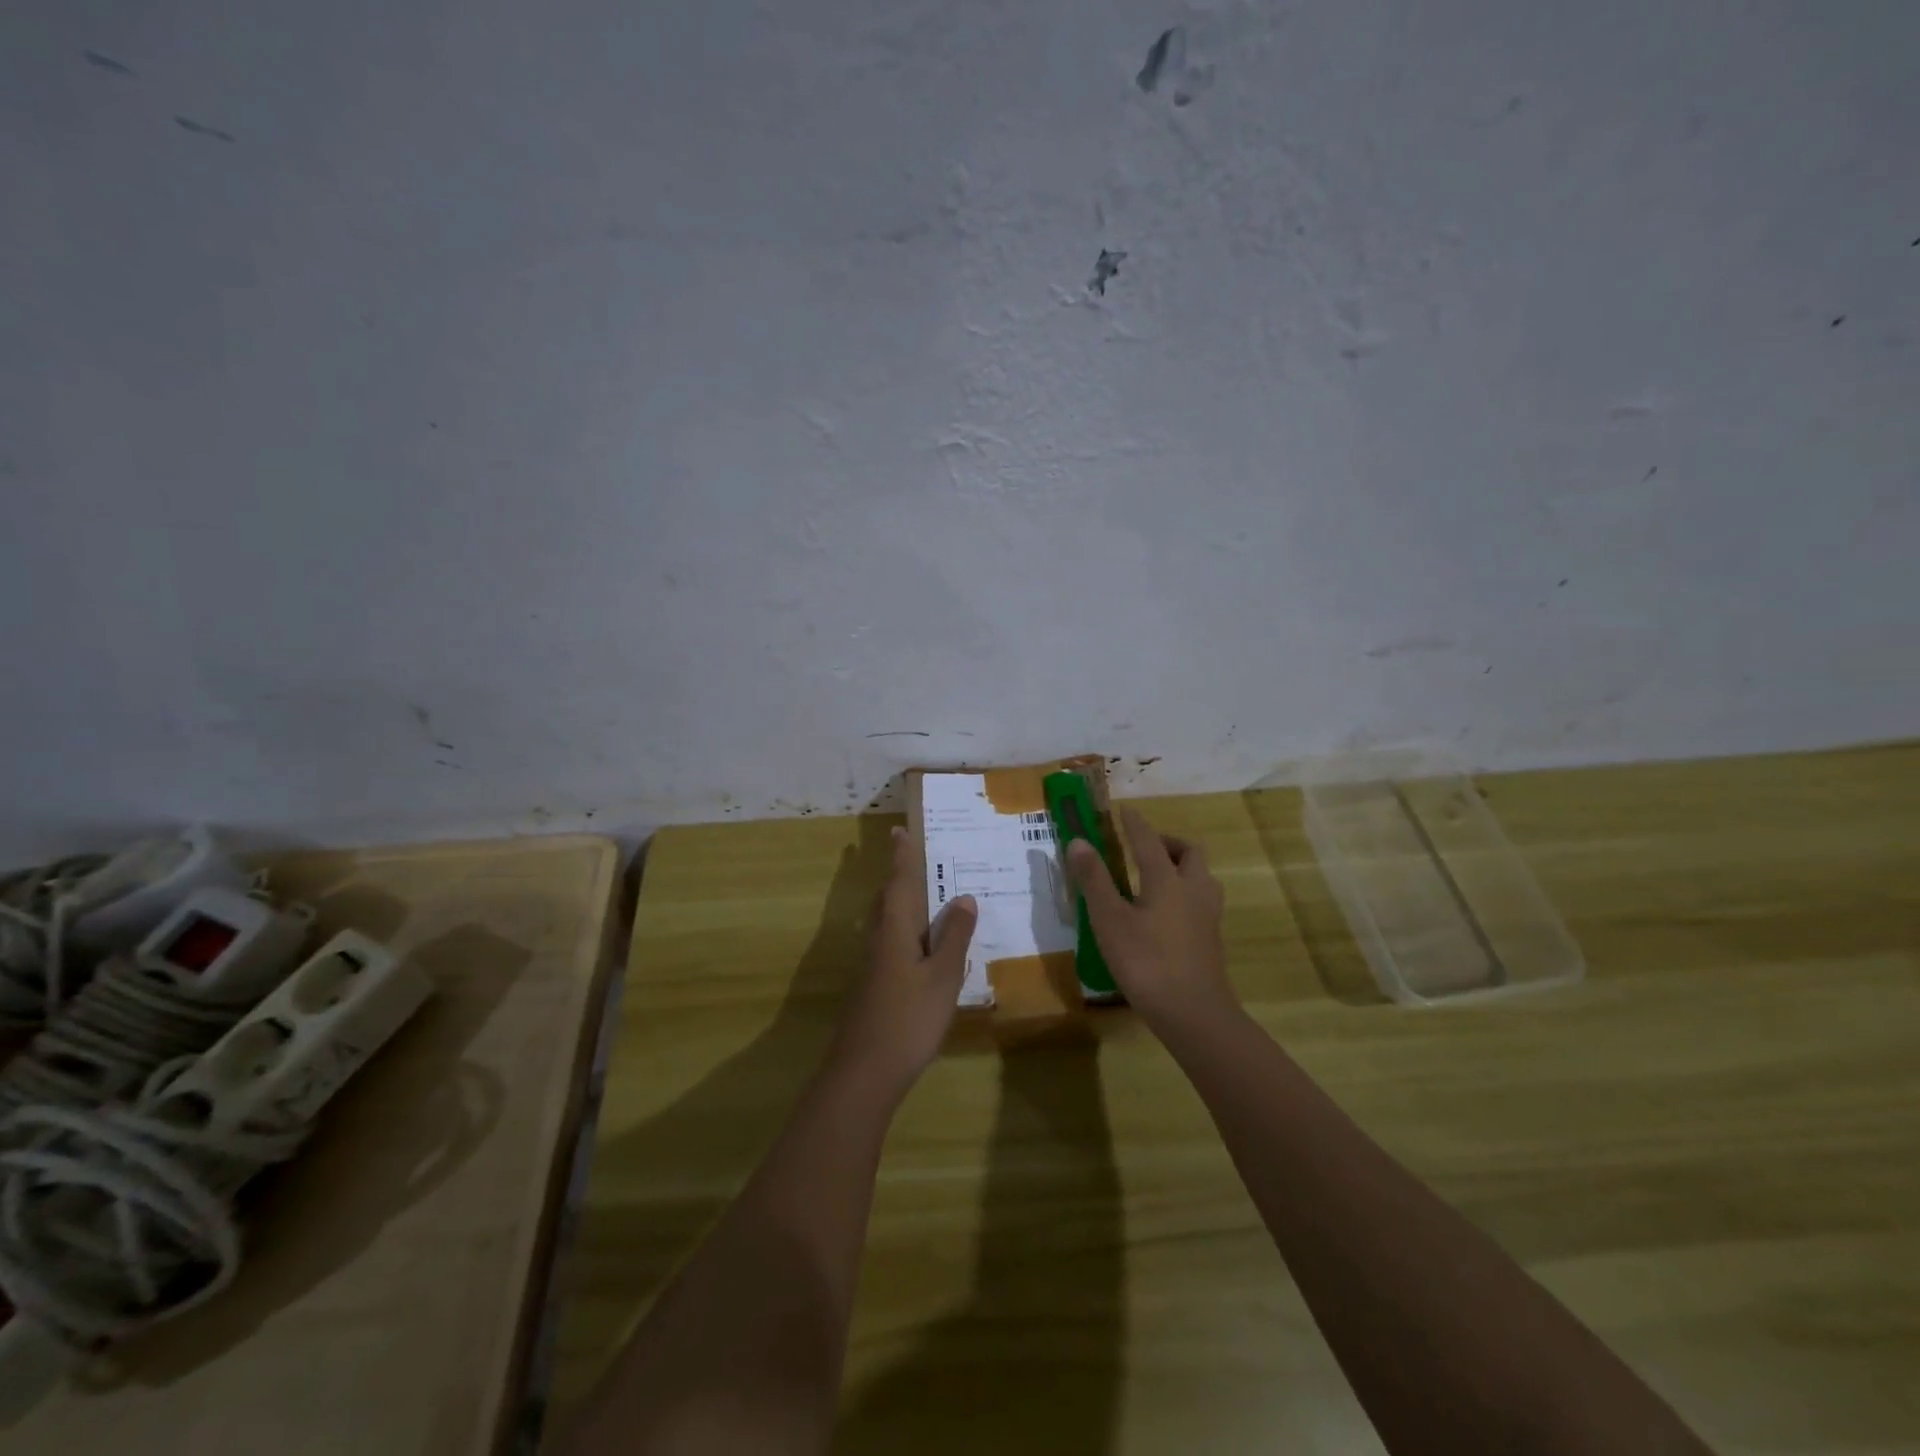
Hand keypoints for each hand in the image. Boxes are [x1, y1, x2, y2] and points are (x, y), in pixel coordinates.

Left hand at [827, 826, 976, 1100]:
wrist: (864, 1072)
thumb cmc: (909, 1018)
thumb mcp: (943, 976)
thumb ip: (955, 937)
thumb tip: (964, 897)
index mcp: (895, 930)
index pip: (900, 882)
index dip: (902, 857)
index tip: (898, 830)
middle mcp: (879, 940)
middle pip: (888, 900)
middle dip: (899, 877)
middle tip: (914, 858)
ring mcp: (873, 966)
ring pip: (887, 923)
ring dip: (902, 904)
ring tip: (924, 896)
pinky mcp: (874, 987)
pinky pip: (891, 944)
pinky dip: (906, 932)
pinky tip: (921, 947)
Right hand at [1066, 807, 1233, 1030]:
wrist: (1194, 1014)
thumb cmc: (1146, 962)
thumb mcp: (1109, 920)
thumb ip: (1094, 880)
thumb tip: (1078, 842)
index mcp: (1167, 880)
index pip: (1149, 841)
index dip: (1135, 823)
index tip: (1125, 810)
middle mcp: (1193, 890)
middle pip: (1189, 853)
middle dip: (1167, 843)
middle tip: (1143, 849)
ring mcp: (1208, 916)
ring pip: (1201, 877)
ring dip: (1182, 868)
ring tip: (1155, 879)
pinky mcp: (1212, 940)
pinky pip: (1201, 901)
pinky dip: (1185, 894)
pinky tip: (1166, 914)